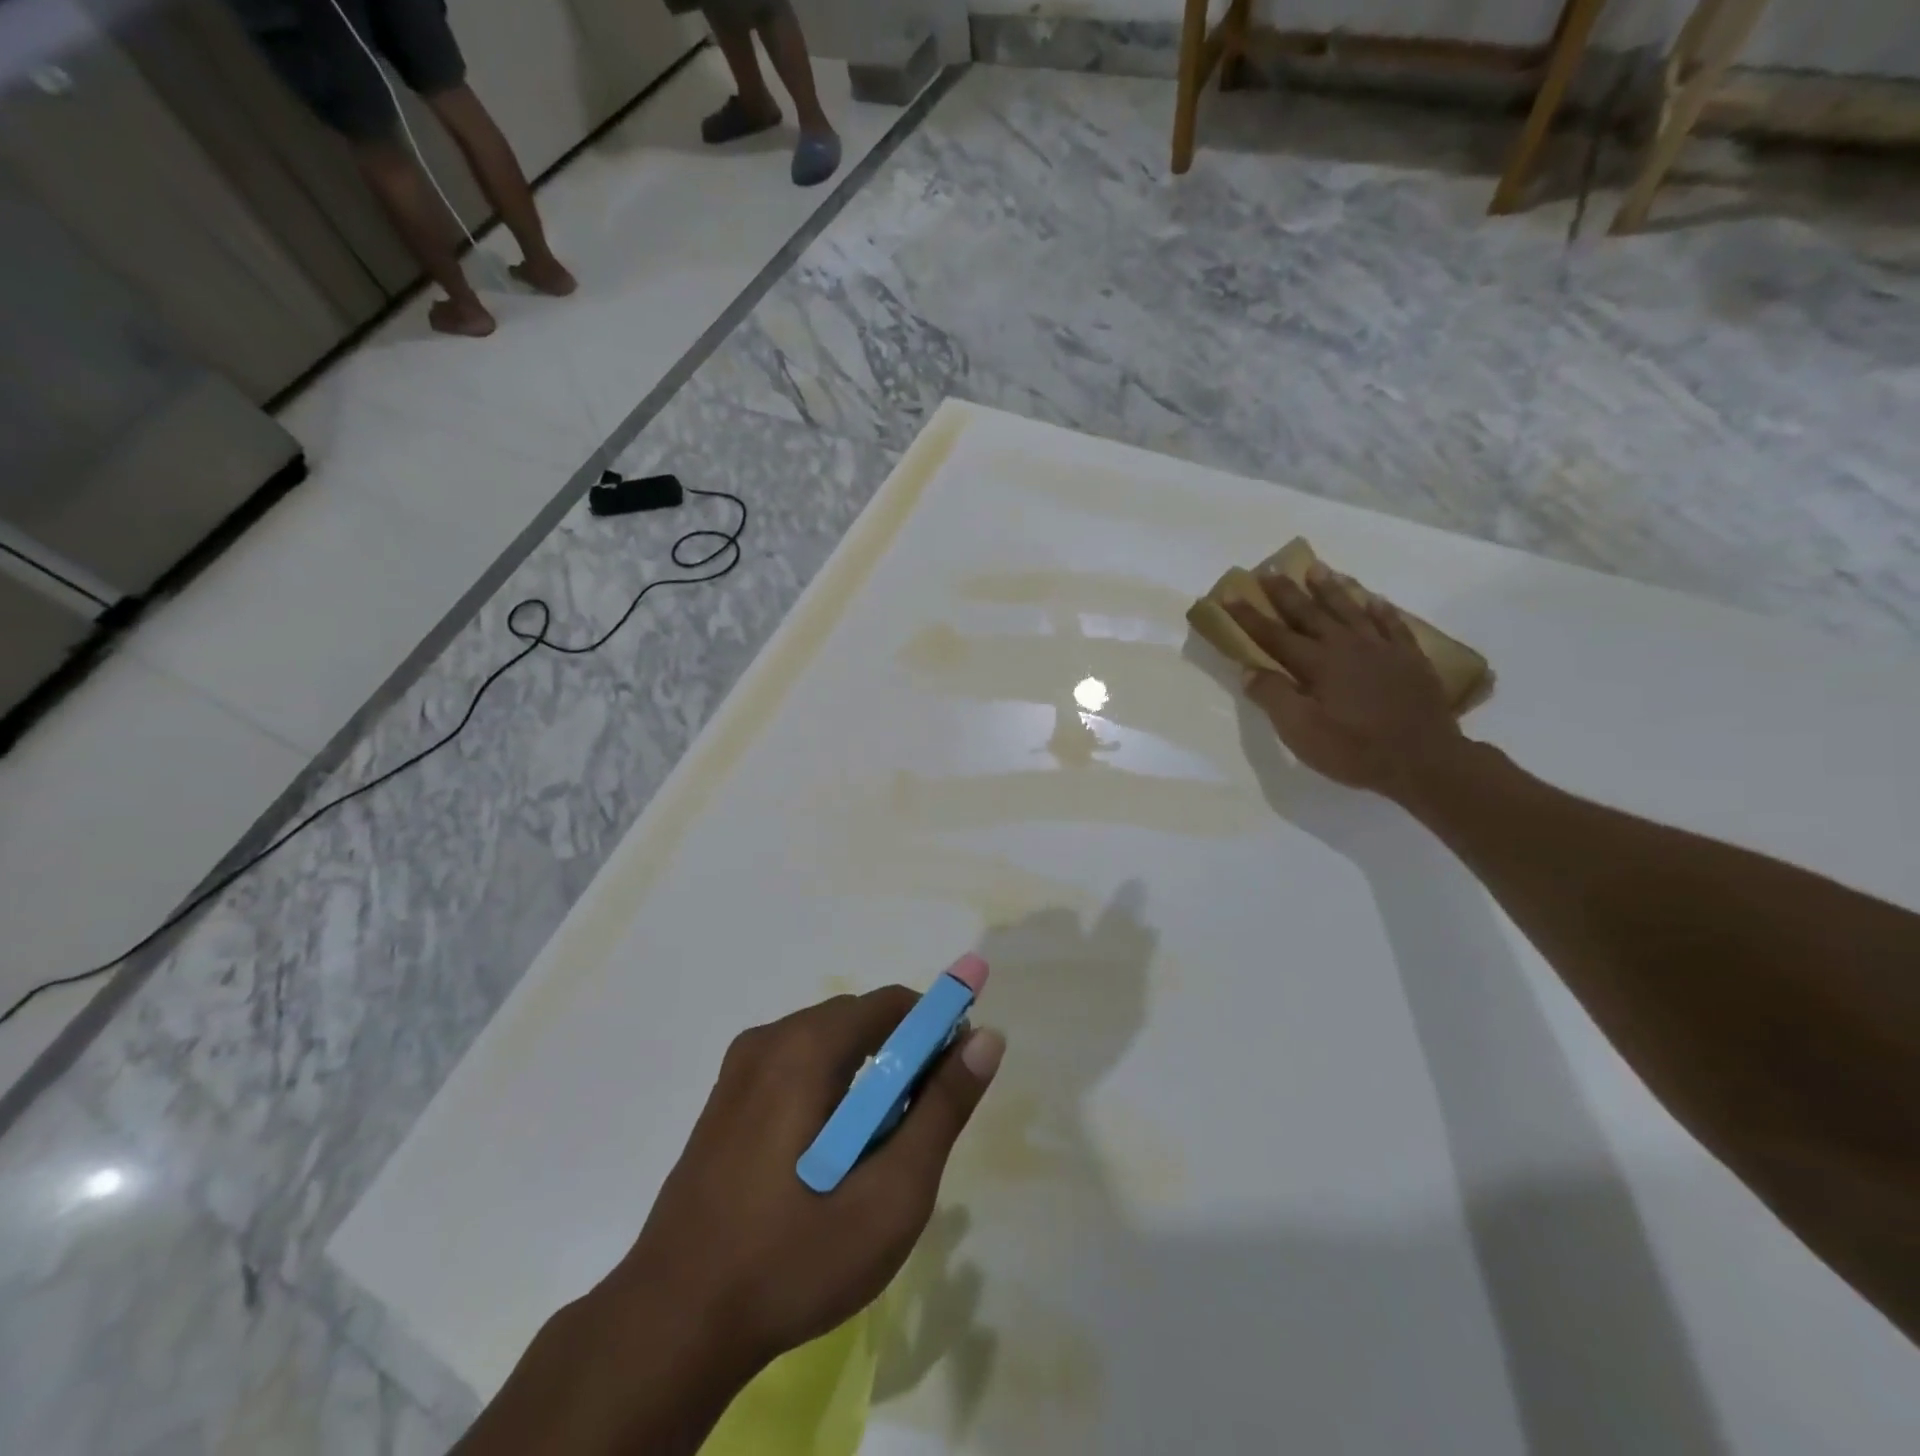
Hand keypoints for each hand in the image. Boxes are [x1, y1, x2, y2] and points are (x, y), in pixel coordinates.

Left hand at [615, 987, 1004, 1371]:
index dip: (936, 1029)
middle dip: (901, 1058)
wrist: (672, 1324)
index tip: (954, 1080)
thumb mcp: (891, 1194)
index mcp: (805, 1048)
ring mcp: (739, 1070)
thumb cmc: (793, 1258)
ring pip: (826, 1045)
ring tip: (875, 1152)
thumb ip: (943, 1109)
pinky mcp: (724, 1101)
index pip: (892, 1003)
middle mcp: (769, 1040)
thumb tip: (987, 1038)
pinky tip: (826, 1159)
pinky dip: (829, 1089)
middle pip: (858, 1021)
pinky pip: (794, 1068)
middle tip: (917, 1129)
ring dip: (865, 1078)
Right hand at [1227, 563, 1465, 798]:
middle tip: (1270, 569)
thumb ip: (1274, 697)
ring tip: (1316, 568)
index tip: (1229, 595)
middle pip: (1310, 613)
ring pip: (1351, 610)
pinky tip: (1374, 599)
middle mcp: (1347, 647)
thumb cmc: (1354, 750)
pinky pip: (1392, 625)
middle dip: (1286, 592)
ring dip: (1331, 589)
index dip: (1249, 616)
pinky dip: (1380, 610)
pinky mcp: (1410, 659)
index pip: (1274, 635)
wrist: (1425, 761)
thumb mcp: (1301, 732)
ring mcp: (1382, 650)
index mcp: (1317, 664)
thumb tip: (1249, 669)